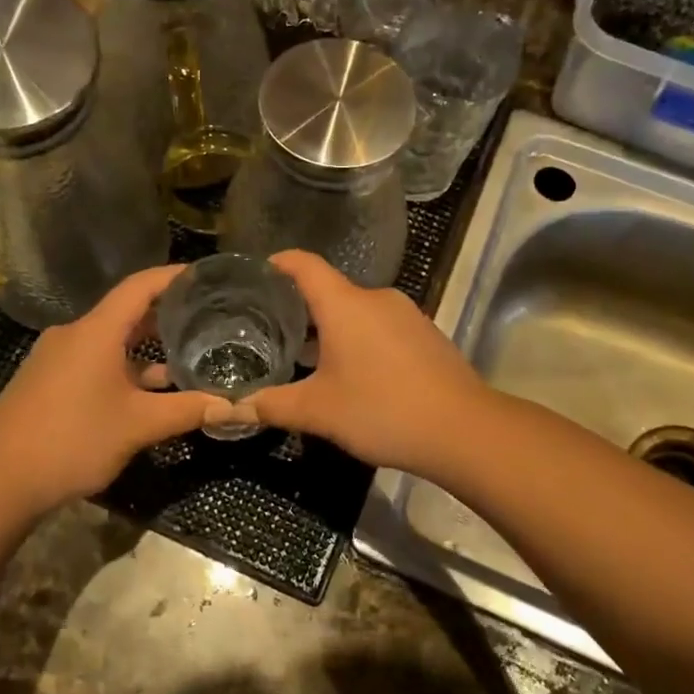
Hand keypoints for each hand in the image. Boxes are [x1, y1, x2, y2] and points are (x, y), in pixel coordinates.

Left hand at [0, 266, 229, 514]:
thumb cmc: (73, 439)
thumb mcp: (138, 425)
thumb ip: (187, 411)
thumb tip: (235, 407)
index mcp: (96, 332)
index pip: (140, 286)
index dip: (173, 276)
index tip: (205, 276)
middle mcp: (74, 335)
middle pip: (125, 313)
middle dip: (165, 315)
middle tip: (205, 318)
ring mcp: (56, 359)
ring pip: (109, 342)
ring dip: (144, 348)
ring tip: (185, 357)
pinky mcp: (47, 382)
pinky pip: (93, 362)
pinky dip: (123, 368)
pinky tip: (145, 392)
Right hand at [239, 250, 486, 476]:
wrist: (463, 430)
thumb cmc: (381, 410)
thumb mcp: (317, 411)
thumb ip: (271, 406)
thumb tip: (229, 408)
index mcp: (345, 304)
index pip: (304, 264)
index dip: (277, 263)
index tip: (255, 275)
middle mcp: (376, 298)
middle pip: (329, 291)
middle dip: (299, 309)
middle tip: (269, 332)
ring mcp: (406, 315)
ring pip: (356, 312)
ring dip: (331, 329)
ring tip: (306, 358)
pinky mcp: (426, 335)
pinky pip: (381, 327)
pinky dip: (359, 340)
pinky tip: (353, 374)